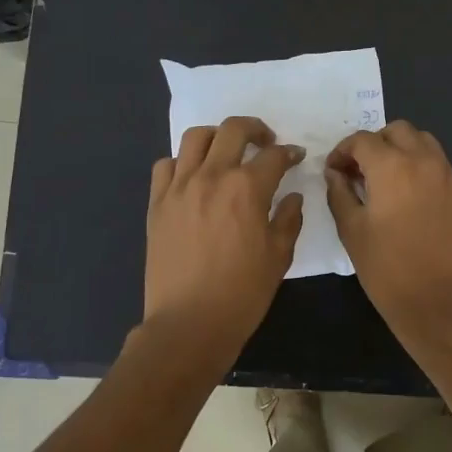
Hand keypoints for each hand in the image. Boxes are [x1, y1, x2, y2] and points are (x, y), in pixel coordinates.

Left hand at [144, 115, 303, 360]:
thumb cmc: (243, 293)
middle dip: (255, 129)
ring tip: (226, 151)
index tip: (295, 157)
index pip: (273, 156)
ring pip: (195, 138)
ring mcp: (179, 187)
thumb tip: (293, 197)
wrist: (189, 322)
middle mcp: (212, 176)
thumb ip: (289, 219)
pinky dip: (181, 162)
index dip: (289, 153)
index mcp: (247, 188)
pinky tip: (192, 177)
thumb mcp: (279, 257)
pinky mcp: (157, 203)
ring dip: (217, 137)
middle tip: (264, 141)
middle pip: (233, 130)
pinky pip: (165, 165)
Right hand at [324, 121, 451, 342]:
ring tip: (385, 178)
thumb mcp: (352, 230)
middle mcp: (424, 160)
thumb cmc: (387, 268)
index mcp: (392, 166)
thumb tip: (335, 174)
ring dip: (400, 149)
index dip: (342, 151)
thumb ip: (339, 194)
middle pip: (397, 131)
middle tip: (359, 171)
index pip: (362, 140)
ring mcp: (447, 175)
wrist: (439, 302)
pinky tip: (407, 195)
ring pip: (422, 141)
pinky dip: (419, 165)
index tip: (333, 171)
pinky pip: (437, 163)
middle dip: (374, 144)